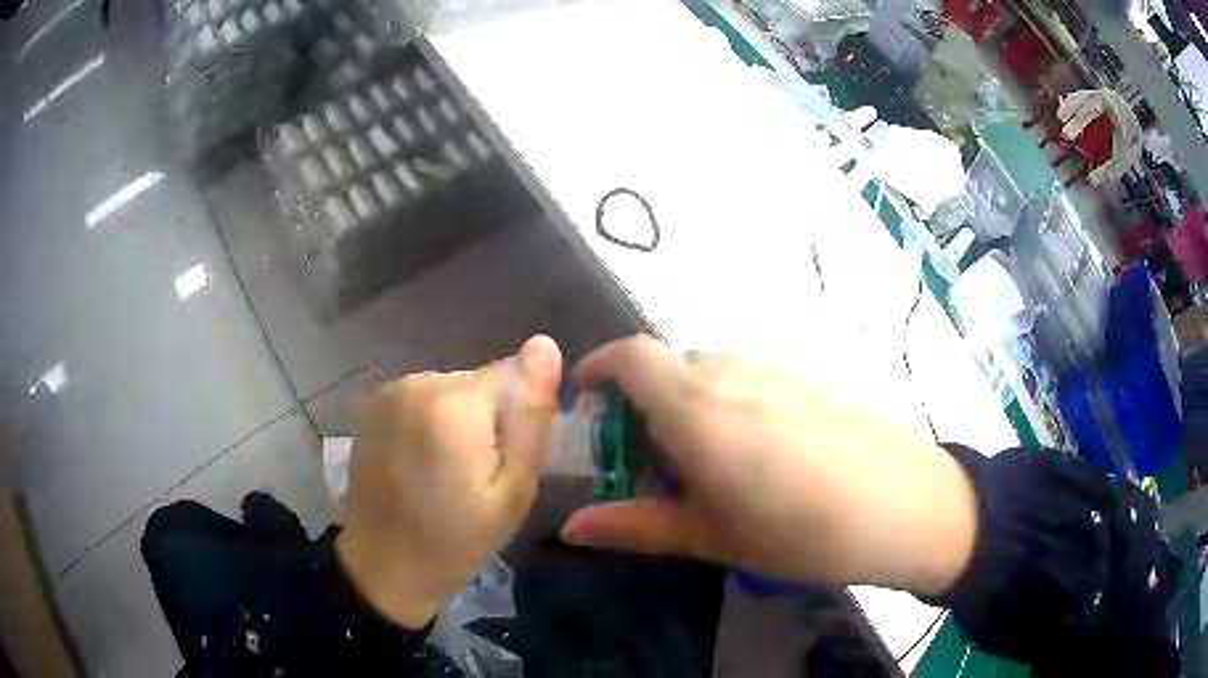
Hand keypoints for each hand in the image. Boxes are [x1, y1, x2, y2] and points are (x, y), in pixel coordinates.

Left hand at [337, 335, 561, 627]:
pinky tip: (421, 463)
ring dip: (459, 421)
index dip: (520, 418)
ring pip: (452, 390)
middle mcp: (417, 382)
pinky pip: (424, 400)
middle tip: (480, 475)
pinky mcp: (373, 405)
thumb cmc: (456, 539)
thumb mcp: (513, 491)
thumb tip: (545, 345)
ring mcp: (389, 391)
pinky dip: (431, 423)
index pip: (515, 375)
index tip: (507, 461)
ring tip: (448, 473)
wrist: (382, 565)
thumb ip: (531, 417)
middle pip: (480, 382)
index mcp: (454, 403)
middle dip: (489, 418)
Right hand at [559, 336, 976, 594]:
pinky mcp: (808, 369)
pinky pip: (750, 372)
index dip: (599, 367)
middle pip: (668, 366)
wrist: (903, 504)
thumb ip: (635, 526)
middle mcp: (729, 368)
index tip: (588, 401)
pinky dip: (732, 398)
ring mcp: (775, 362)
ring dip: (690, 401)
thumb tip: (570, 528)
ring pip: (710, 369)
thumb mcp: (710, 536)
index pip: (628, 355)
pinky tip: (764, 448)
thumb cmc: (799, 531)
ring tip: (712, 460)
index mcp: (695, 406)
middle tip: (655, 459)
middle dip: (645, 403)